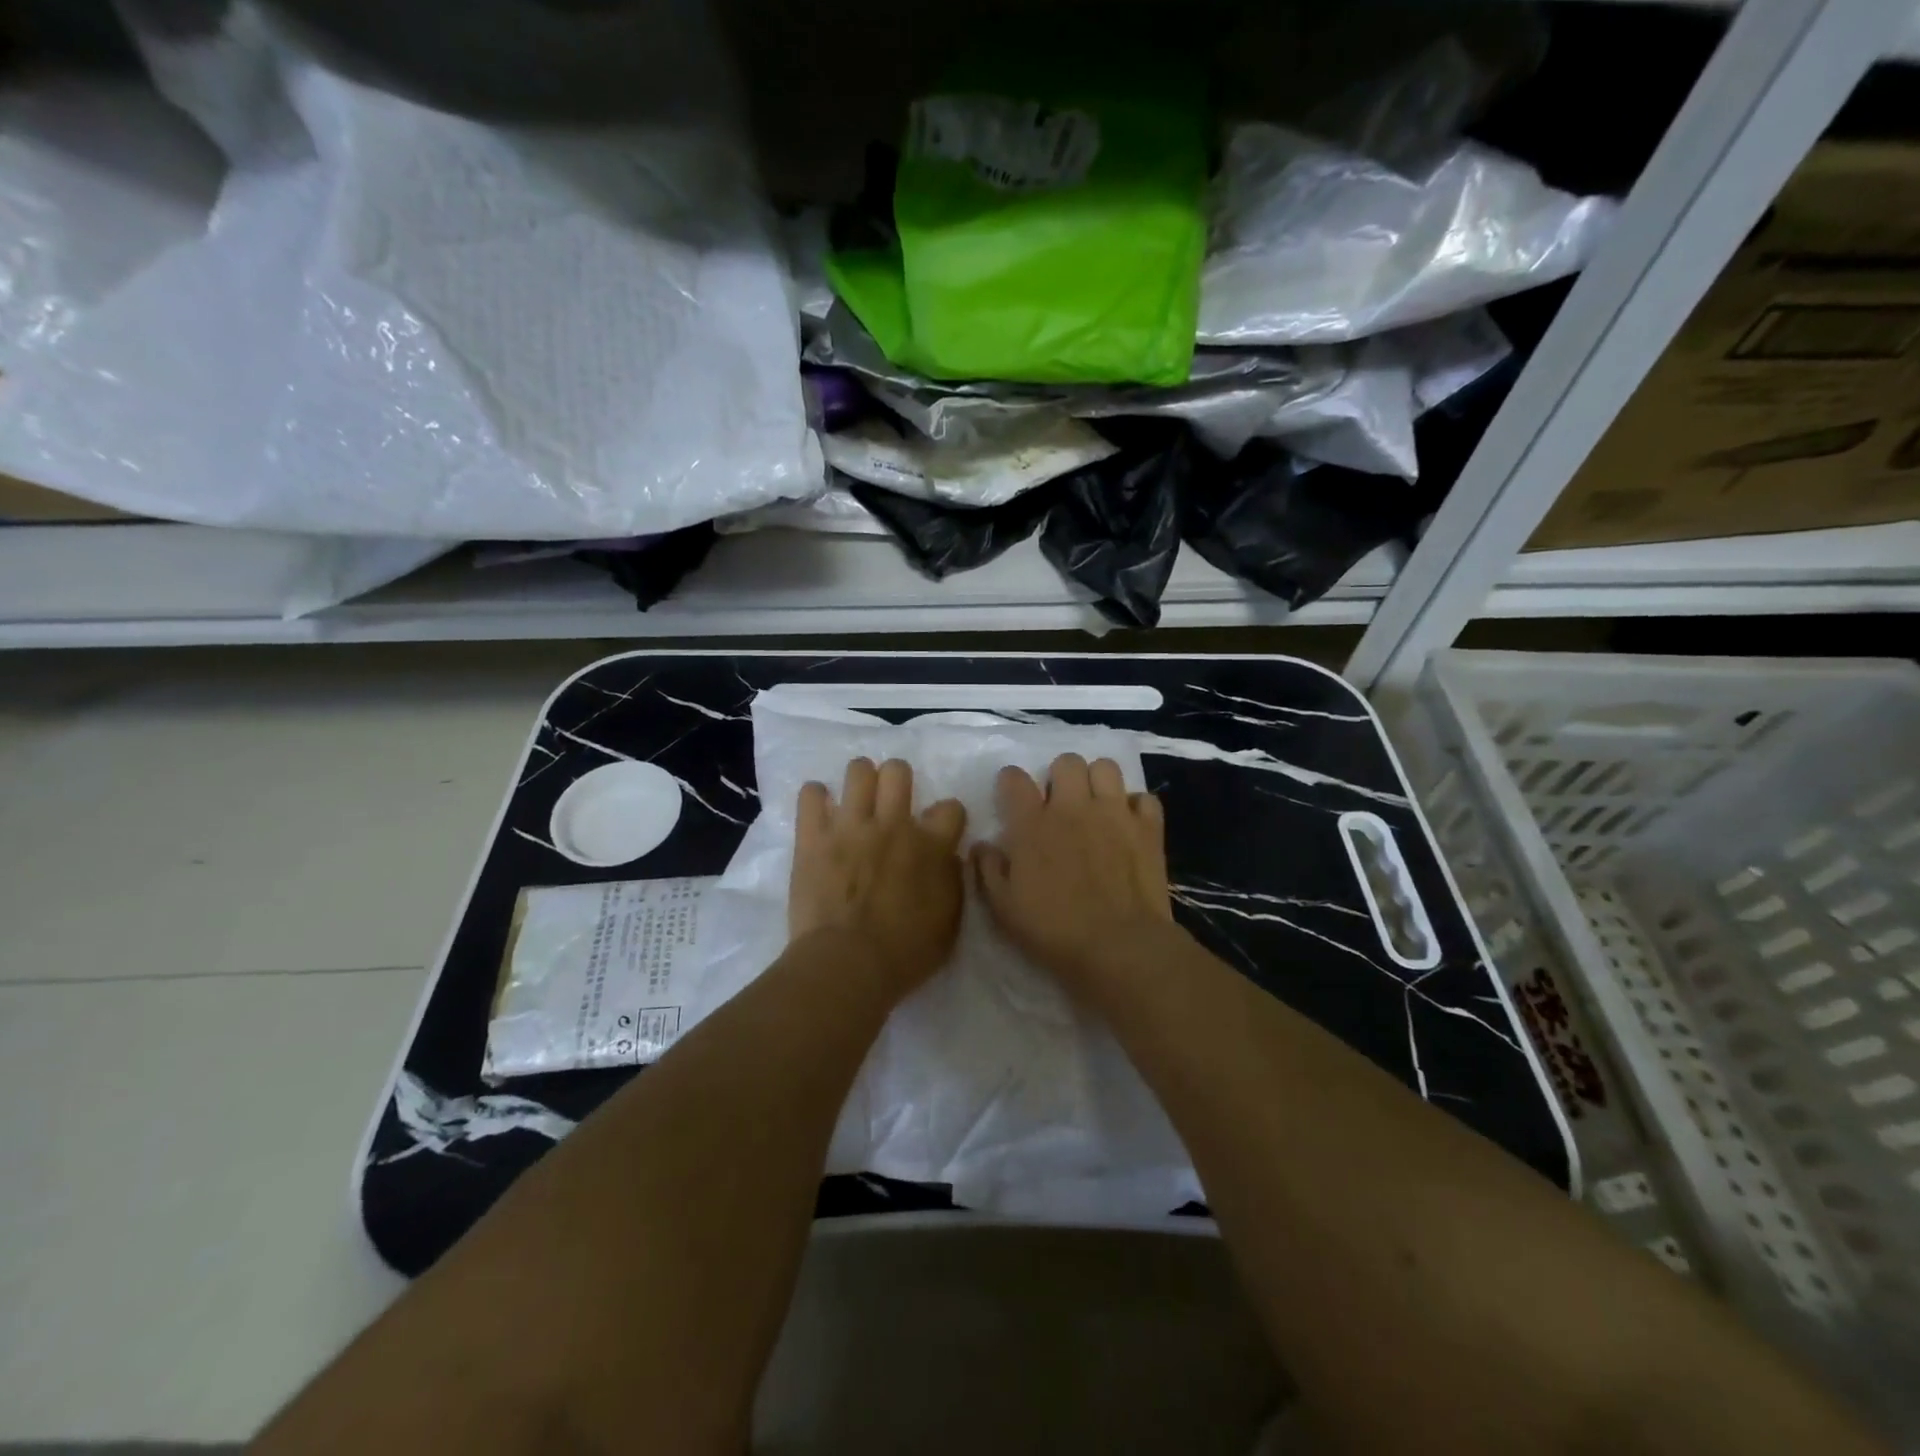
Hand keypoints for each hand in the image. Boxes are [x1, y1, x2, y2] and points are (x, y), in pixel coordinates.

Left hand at [789, 757, 967, 994]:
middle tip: (891, 802)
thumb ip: (951, 880)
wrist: (847, 964)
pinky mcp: (813, 837)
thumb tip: (947, 857)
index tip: (939, 830)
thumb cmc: (905, 952)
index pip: (951, 807)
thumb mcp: (950, 922)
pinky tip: (820, 809)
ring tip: (856, 800)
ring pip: (858, 771)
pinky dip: (815, 798)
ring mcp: (850, 826)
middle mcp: (893, 824)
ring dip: (860, 781)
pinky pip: (810, 795)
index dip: (947, 817)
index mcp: (931, 845)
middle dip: (897, 780)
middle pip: (898, 771)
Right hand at [972, 753, 1174, 988]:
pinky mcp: (1148, 828)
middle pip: (1066, 762)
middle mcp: (1073, 807)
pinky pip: (1144, 798)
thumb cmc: (1055, 931)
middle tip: (1060, 802)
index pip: (1014, 778)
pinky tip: (1129, 825)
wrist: (1120, 947)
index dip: (1011, 782)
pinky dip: (1136, 807)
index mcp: (1033, 824)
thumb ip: (988, 871)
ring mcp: (1114, 813)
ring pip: (1106, 767)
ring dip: (1098, 781)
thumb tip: (982, 846)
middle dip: (1060, 776)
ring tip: (1096, 805)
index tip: (1013, 796)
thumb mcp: (1004, 909)